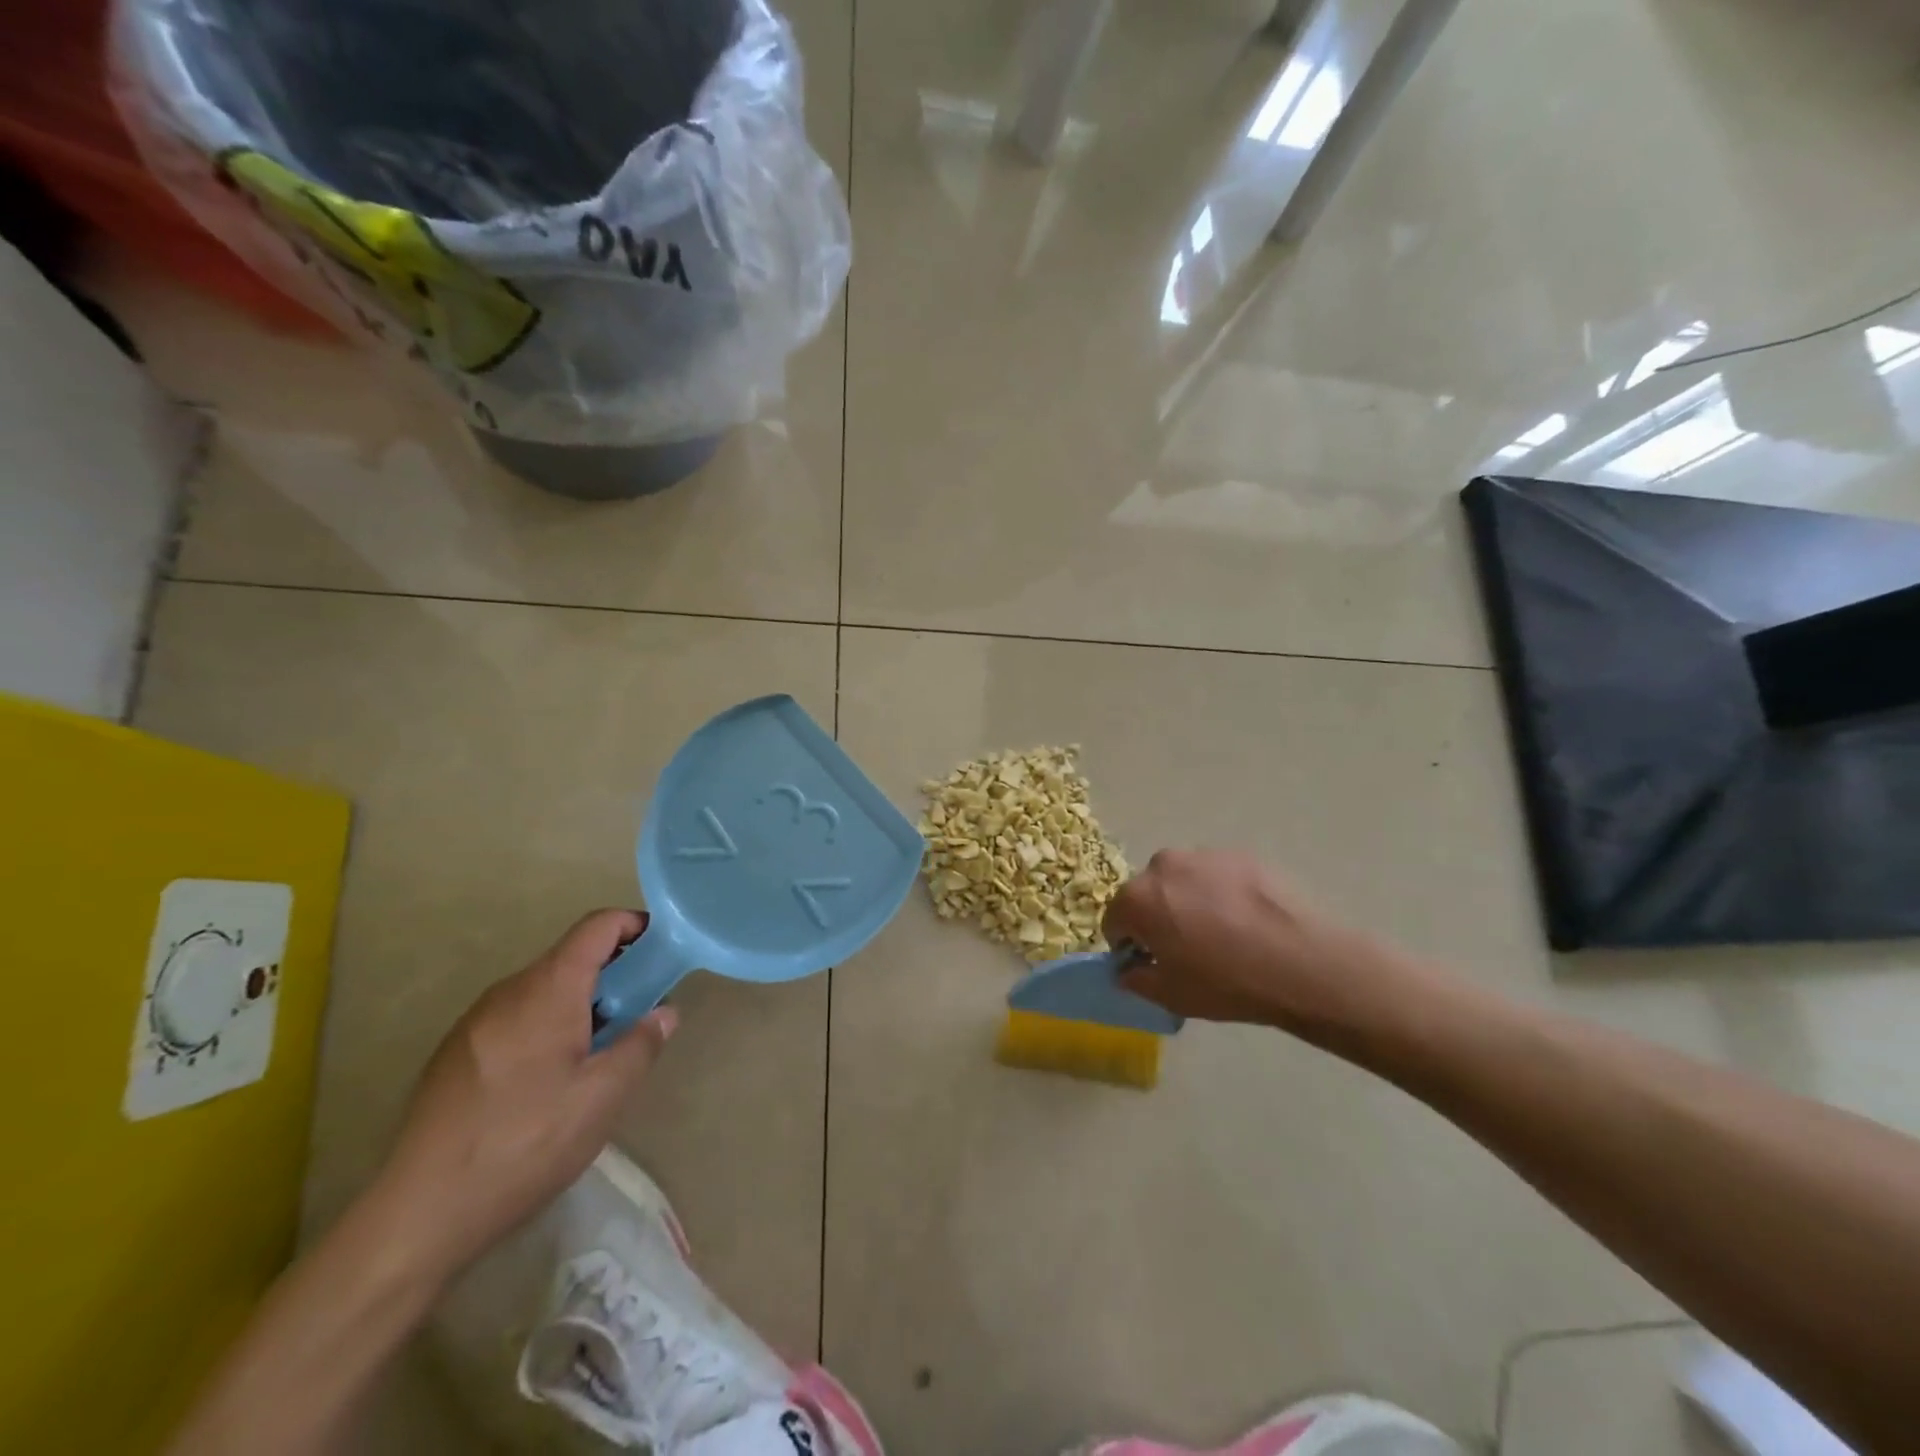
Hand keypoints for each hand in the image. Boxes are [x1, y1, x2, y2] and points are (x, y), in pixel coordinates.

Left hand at [374, 910, 676, 1283]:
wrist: (418, 1214)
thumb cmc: (525, 1144)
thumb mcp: (603, 1098)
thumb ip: (641, 1045)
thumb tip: (663, 1013)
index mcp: (548, 990)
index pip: (597, 927)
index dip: (634, 925)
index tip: (662, 949)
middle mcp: (508, 992)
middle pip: (571, 957)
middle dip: (614, 973)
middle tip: (641, 1012)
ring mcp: (475, 1022)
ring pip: (543, 990)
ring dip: (582, 1003)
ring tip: (600, 1052)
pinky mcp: (454, 1055)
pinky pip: (516, 1018)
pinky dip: (548, 1025)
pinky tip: (550, 1081)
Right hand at [1103, 849, 1422, 1038]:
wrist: (1304, 962)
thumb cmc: (1227, 983)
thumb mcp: (1171, 996)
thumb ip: (1136, 979)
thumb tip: (1129, 968)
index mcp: (1137, 898)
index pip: (1114, 919)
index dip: (1129, 945)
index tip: (1152, 962)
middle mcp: (1163, 865)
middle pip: (1147, 893)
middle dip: (1158, 916)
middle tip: (1188, 947)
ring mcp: (1204, 855)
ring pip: (1183, 880)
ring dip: (1189, 900)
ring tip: (1223, 933)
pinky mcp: (1241, 854)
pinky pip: (1217, 875)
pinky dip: (1222, 893)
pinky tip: (1248, 921)